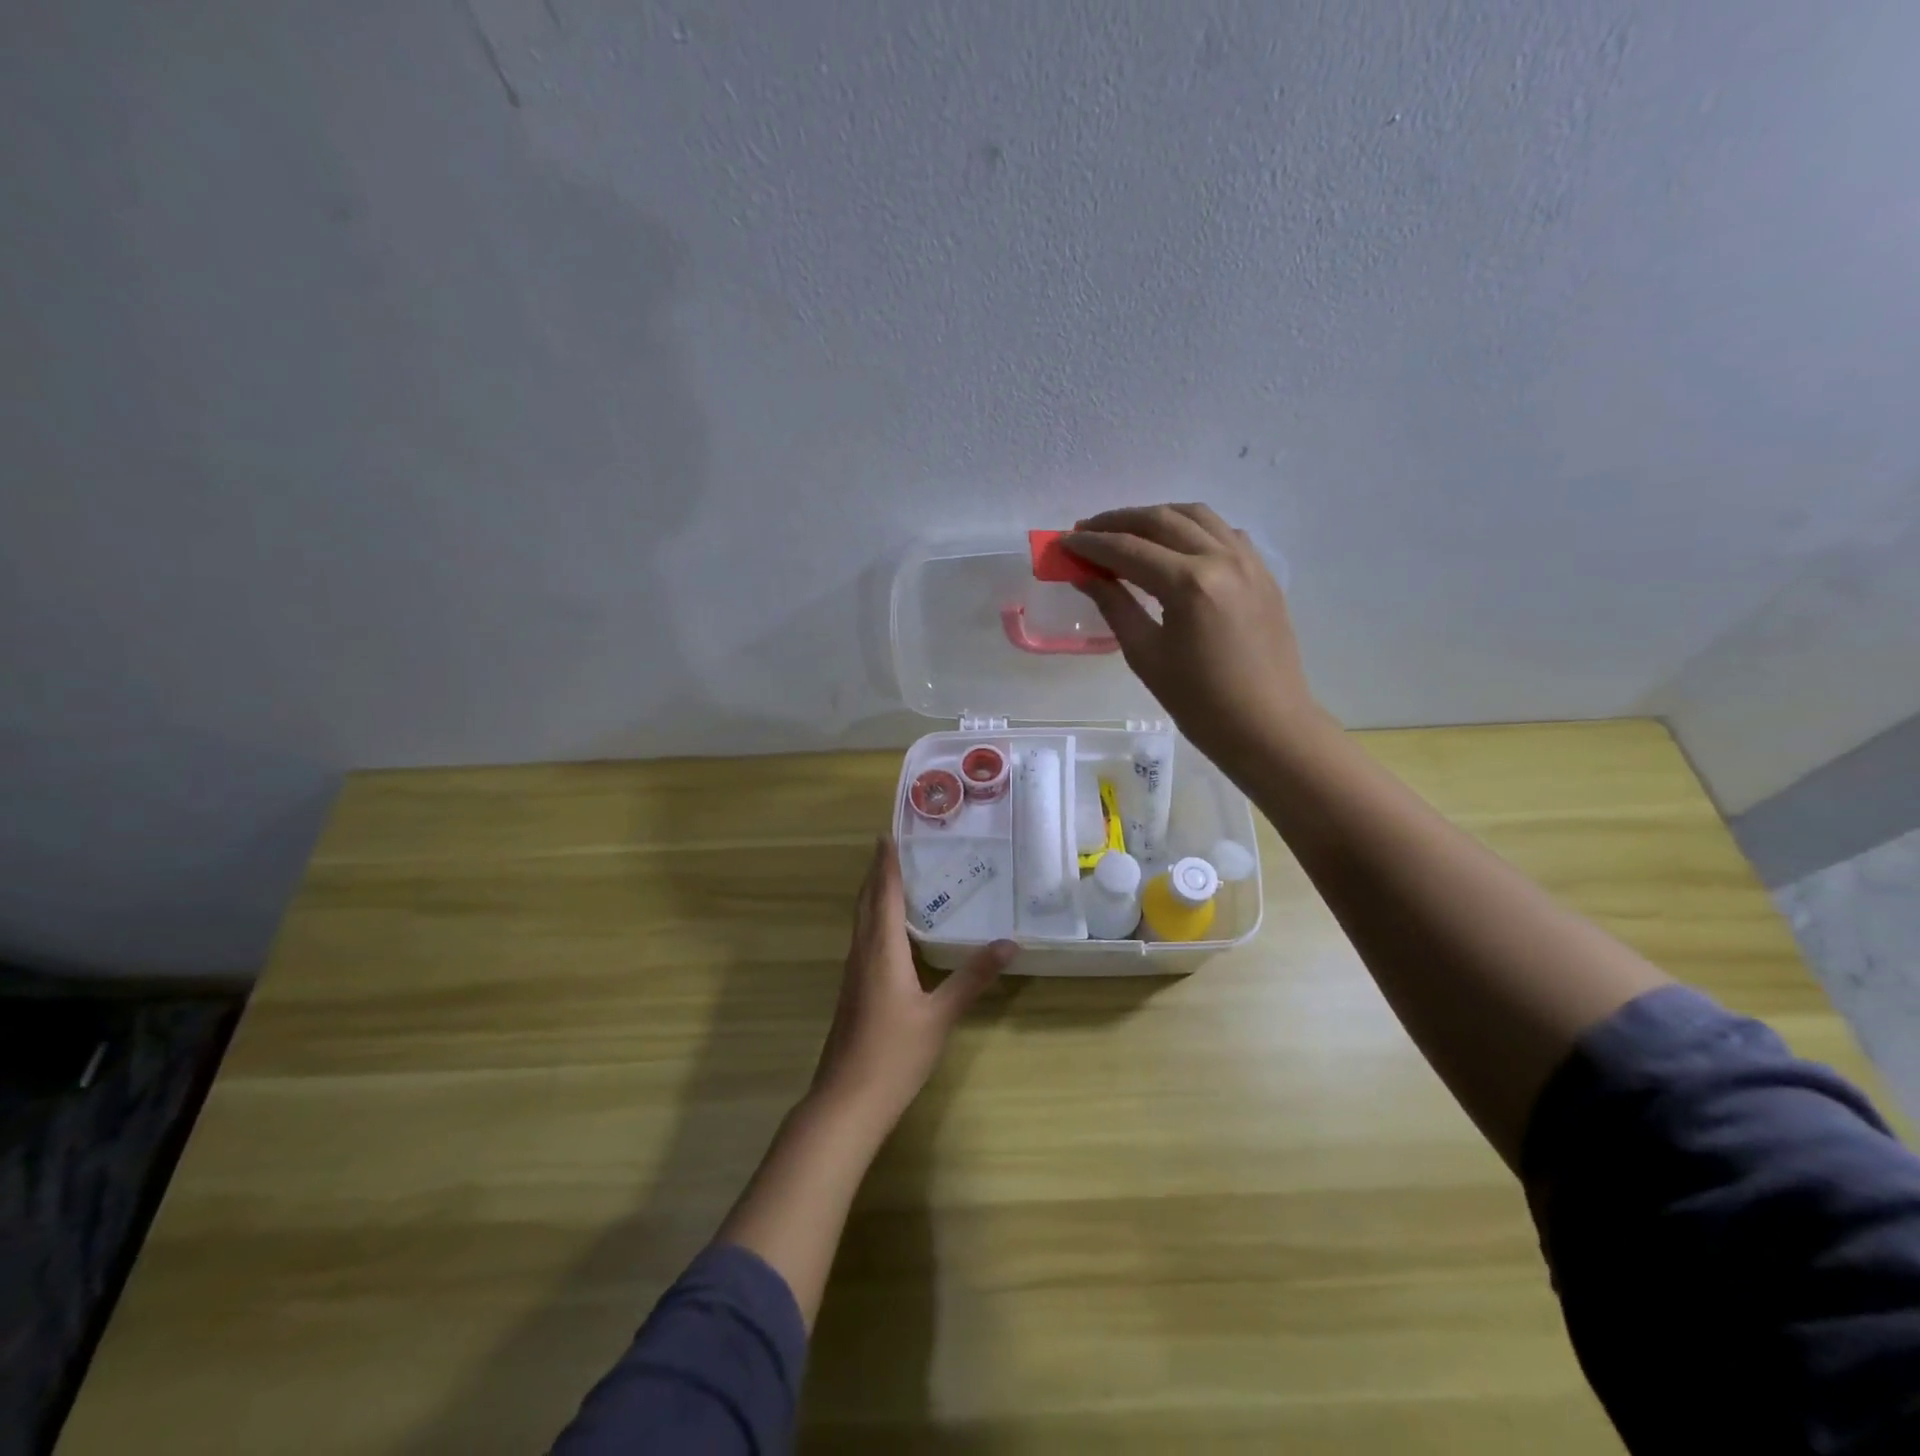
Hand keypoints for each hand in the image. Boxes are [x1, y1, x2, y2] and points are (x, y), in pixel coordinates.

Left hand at [810, 838, 1014, 1130]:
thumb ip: (973, 978)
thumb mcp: (941, 1016)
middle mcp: (862, 953)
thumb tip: (1009, 943)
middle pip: (866, 902)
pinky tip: (890, 933)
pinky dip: (874, 920)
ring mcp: (853, 973)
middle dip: (876, 873)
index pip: (882, 894)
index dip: (885, 863)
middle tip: (894, 848)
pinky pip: (862, 940)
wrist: (847, 1100)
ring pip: (861, 921)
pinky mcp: (851, 991)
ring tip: (894, 880)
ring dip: (873, 895)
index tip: (887, 835)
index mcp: (881, 950)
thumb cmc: (895, 1054)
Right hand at [1066, 503, 1330, 773]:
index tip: (1064, 541)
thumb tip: (1085, 575)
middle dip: (1118, 522)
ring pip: (1196, 516)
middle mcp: (1221, 559)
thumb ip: (1115, 605)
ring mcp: (1249, 561)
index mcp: (1189, 584)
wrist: (1267, 727)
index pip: (1128, 549)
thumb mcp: (1146, 655)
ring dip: (1156, 517)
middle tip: (1087, 531)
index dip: (1091, 544)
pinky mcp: (1263, 573)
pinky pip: (1223, 532)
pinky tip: (1175, 546)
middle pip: (1161, 521)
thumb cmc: (1199, 702)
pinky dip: (1192, 529)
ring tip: (1127, 532)